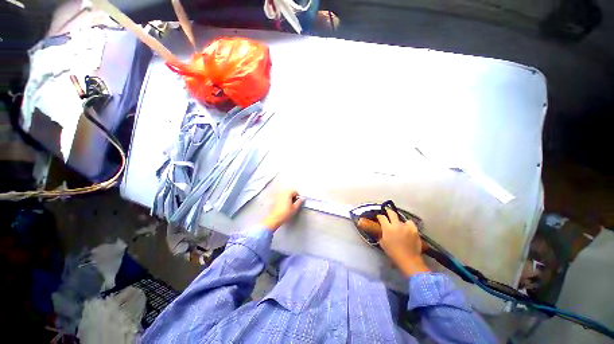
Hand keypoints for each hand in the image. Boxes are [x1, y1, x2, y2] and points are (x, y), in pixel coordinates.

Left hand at [261, 189, 304, 230]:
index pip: (295, 191)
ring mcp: (278, 196)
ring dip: (289, 198)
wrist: (275, 218)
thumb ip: (299, 202)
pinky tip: (285, 206)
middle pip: (290, 192)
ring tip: (290, 205)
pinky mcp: (276, 200)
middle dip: (293, 197)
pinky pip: (282, 197)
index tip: (299, 201)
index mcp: (287, 194)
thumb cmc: (285, 213)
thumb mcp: (295, 208)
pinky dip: (285, 200)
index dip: (298, 196)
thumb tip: (302, 199)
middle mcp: (282, 193)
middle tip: (295, 203)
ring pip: (286, 195)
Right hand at [373, 208, 430, 276]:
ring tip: (399, 224)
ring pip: (402, 219)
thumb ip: (381, 235)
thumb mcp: (382, 244)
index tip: (379, 217)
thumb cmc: (393, 252)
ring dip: (399, 221)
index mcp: (387, 228)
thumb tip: (382, 231)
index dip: (379, 216)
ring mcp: (406, 226)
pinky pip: (410, 223)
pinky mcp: (414, 229)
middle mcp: (396, 225)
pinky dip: (408, 224)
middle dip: (388, 211)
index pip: (382, 217)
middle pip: (391, 213)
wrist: (409, 259)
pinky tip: (407, 228)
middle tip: (387, 210)